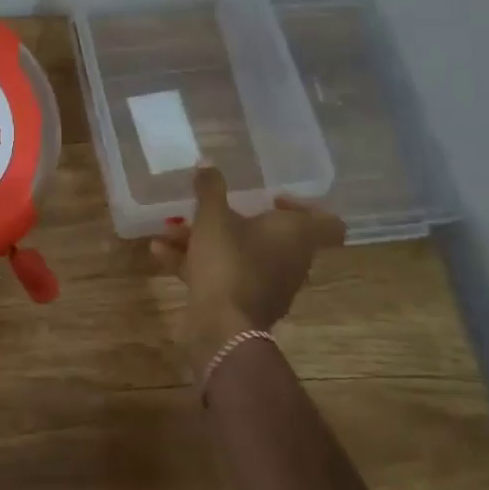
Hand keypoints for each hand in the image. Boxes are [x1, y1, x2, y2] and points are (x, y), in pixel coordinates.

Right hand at [151, 164, 344, 367]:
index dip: (306, 208)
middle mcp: (290, 261)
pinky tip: (159, 252)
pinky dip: (196, 263)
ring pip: (241, 254)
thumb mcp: (213, 216)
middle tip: (213, 208)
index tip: (273, 199)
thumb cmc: (229, 261)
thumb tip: (206, 162)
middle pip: (273, 236)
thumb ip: (210, 188)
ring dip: (208, 240)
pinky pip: (223, 275)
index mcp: (295, 236)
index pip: (329, 224)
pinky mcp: (244, 304)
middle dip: (237, 219)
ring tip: (171, 228)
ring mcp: (268, 285)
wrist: (222, 328)